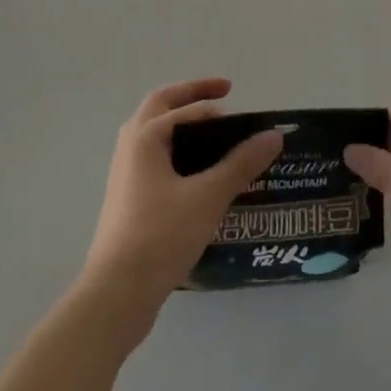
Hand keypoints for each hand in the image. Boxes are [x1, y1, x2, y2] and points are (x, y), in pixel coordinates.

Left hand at [79, 79, 282, 324]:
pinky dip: (177, 151)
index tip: (241, 103)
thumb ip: (242, 163)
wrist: (117, 294)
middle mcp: (130, 147)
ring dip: (181, 123)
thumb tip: (274, 135)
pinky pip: (155, 160)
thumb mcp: (209, 196)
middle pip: (161, 106)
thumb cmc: (161, 235)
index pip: (184, 104)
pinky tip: (198, 175)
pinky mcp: (128, 200)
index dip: (213, 99)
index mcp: (145, 136)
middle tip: (222, 96)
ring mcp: (125, 174)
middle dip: (191, 96)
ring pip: (154, 134)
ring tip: (213, 133)